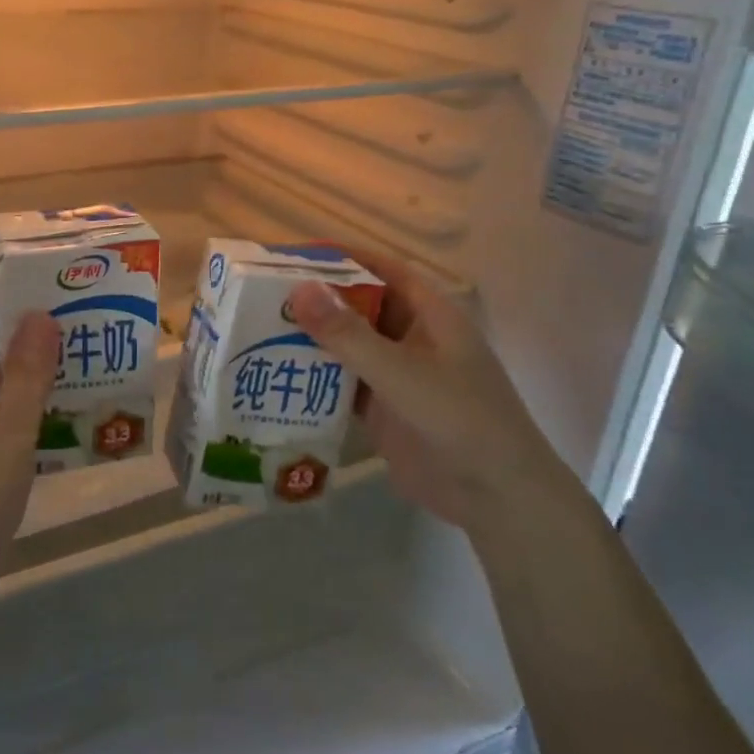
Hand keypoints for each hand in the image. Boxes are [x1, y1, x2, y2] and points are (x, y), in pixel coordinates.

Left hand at [0, 296, 60, 608]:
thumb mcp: (7, 433)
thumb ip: (27, 376)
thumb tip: (39, 314)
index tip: (38, 292)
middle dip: (24, 336)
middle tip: (76, 329)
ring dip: (32, 378)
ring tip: (83, 369)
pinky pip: (3, 427)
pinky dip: (30, 416)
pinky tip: (67, 424)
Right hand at [287, 253, 570, 533]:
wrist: (496, 499)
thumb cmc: (459, 419)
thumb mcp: (401, 372)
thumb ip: (347, 334)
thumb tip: (297, 289)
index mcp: (430, 315)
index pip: (382, 270)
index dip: (343, 257)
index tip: (295, 254)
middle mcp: (412, 337)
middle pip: (359, 306)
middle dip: (316, 299)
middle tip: (262, 295)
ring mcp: (397, 374)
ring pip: (347, 344)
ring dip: (311, 338)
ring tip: (257, 330)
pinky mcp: (383, 408)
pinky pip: (342, 382)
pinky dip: (315, 376)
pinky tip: (276, 374)